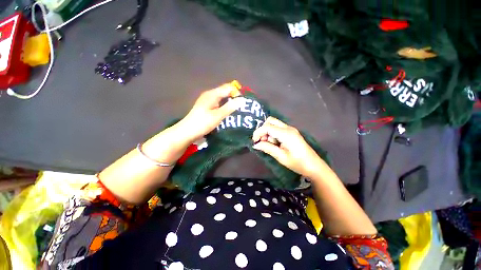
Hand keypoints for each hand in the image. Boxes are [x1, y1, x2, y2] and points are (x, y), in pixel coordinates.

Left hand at [178, 83, 243, 142]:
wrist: (187, 132)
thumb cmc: (202, 123)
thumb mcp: (218, 116)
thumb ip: (230, 107)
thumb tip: (242, 100)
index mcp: (212, 94)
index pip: (228, 87)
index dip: (237, 93)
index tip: (242, 104)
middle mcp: (210, 95)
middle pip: (225, 92)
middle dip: (234, 98)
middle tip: (241, 108)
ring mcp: (207, 101)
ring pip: (222, 98)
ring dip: (230, 103)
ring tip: (236, 112)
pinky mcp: (207, 107)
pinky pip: (219, 103)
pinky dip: (224, 107)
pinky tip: (227, 114)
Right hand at [252, 117, 325, 176]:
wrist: (314, 166)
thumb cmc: (298, 163)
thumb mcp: (281, 157)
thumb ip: (267, 148)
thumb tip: (255, 145)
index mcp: (286, 134)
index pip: (267, 127)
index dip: (258, 132)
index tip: (254, 142)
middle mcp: (288, 128)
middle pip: (270, 121)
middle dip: (263, 130)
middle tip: (262, 141)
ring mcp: (290, 129)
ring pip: (274, 124)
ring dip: (268, 132)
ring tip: (270, 145)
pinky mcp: (291, 133)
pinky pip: (278, 129)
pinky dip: (273, 134)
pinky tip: (275, 144)